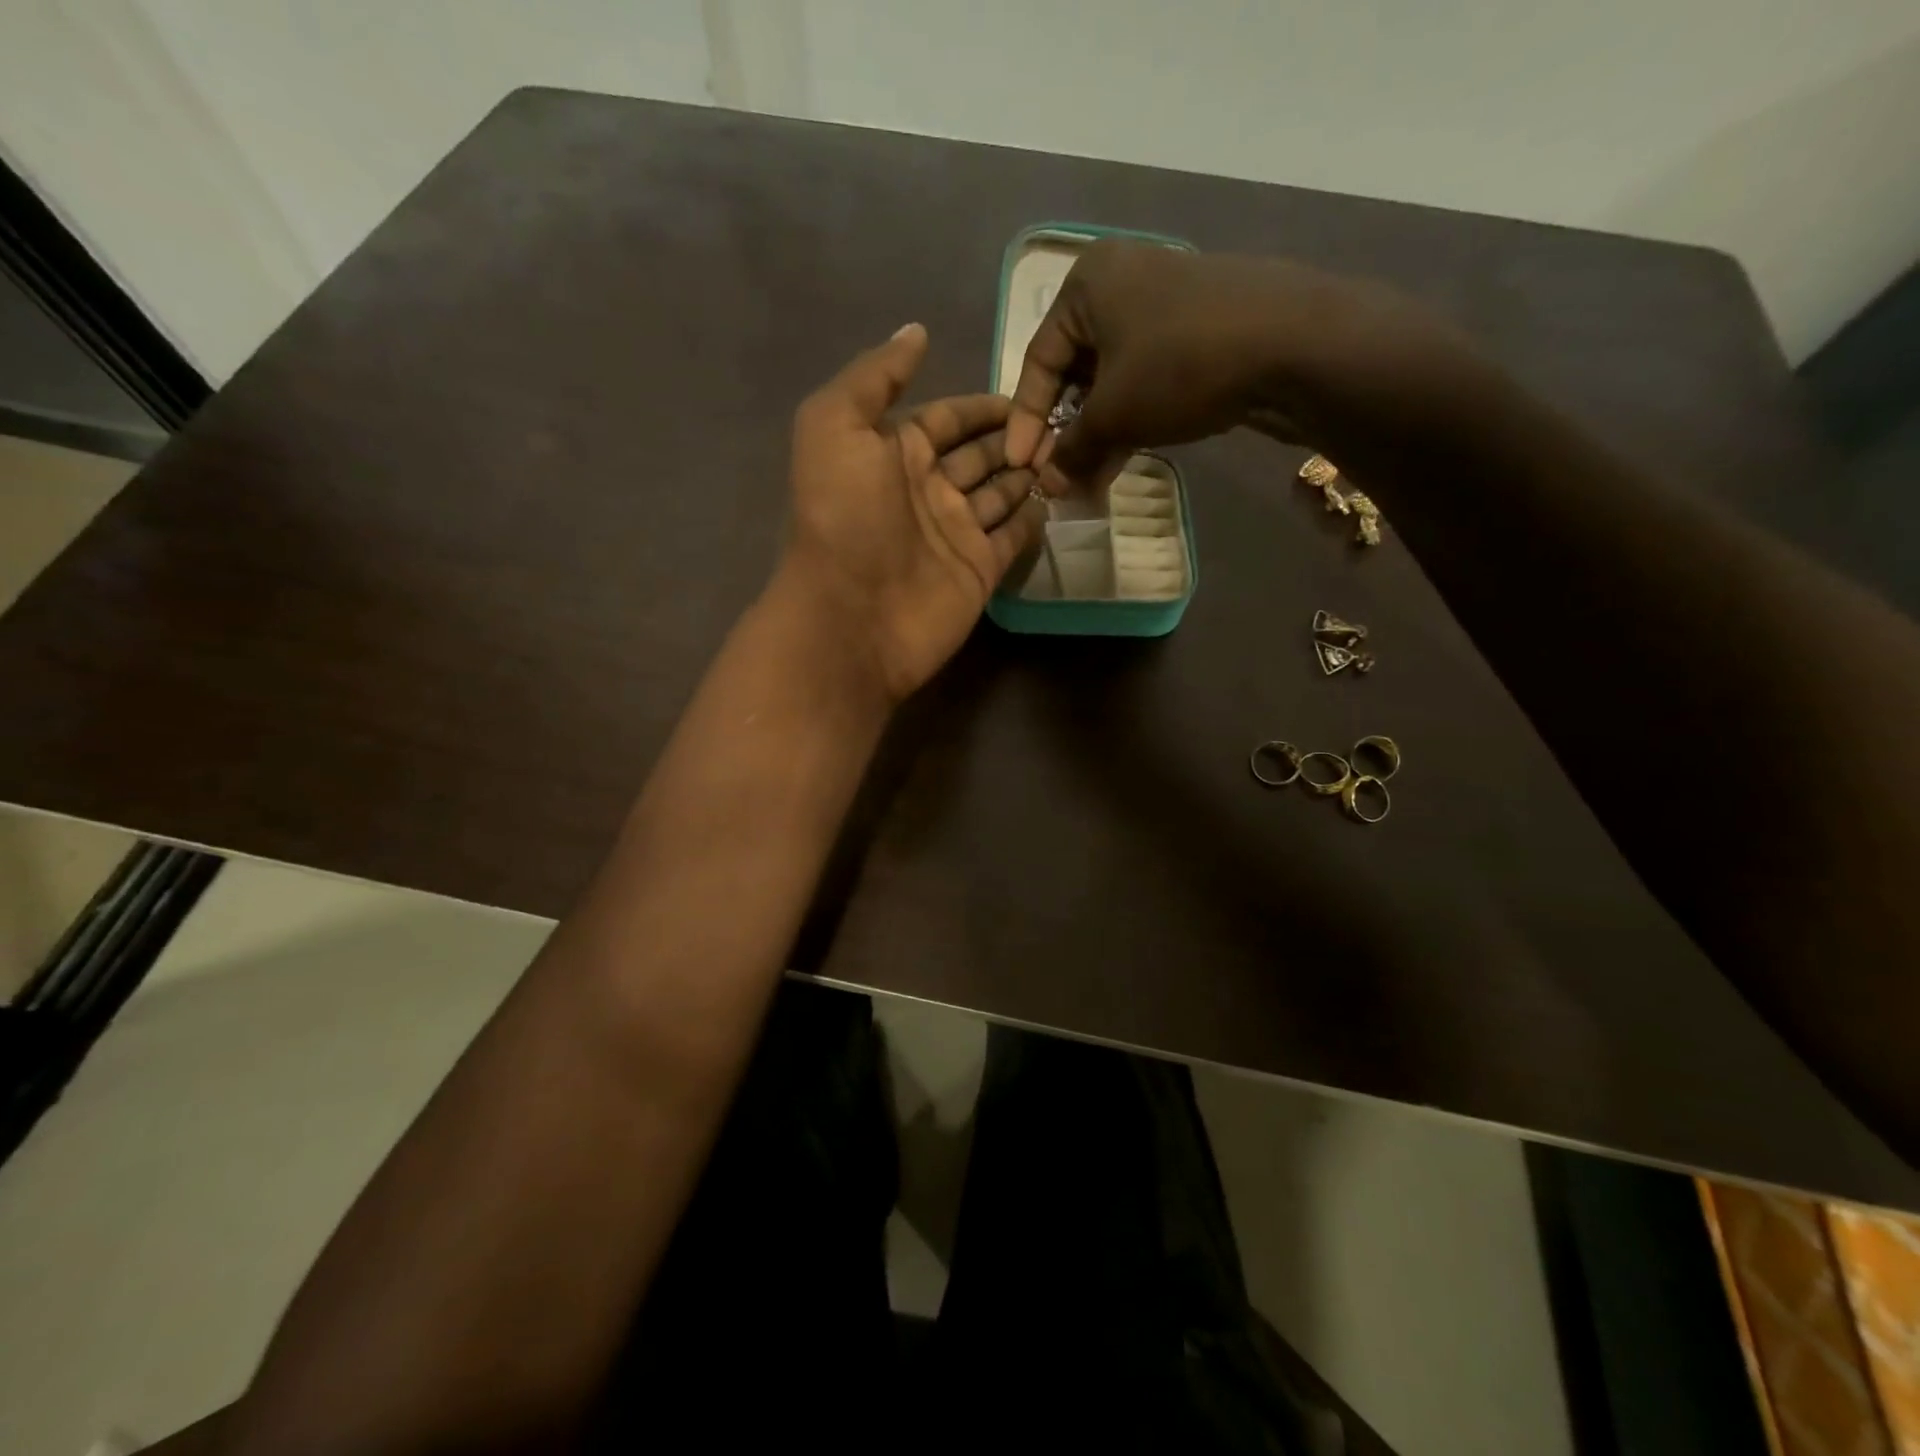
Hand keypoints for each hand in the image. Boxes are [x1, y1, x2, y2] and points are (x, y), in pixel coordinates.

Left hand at [780, 323, 1045, 702]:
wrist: (850, 618)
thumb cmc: (843, 518)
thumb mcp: (835, 427)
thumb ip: (875, 376)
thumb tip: (917, 332)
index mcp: (895, 452)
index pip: (949, 418)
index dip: (984, 405)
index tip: (1032, 389)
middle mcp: (928, 490)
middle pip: (981, 454)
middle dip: (1016, 437)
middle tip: (1063, 422)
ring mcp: (956, 533)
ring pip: (1002, 492)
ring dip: (1031, 472)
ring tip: (1071, 451)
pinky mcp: (980, 570)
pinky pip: (1013, 536)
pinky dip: (1034, 517)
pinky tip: (1059, 496)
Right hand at [1004, 242, 1474, 493]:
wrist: (1292, 345)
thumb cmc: (1180, 365)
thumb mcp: (1114, 413)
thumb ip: (1072, 449)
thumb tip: (1048, 485)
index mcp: (1087, 284)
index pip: (1037, 362)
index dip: (1026, 422)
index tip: (1021, 467)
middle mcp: (1121, 283)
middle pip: (1075, 372)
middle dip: (1064, 433)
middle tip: (1056, 479)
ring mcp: (1164, 306)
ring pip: (1112, 381)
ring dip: (1096, 435)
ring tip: (1087, 483)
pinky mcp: (1197, 331)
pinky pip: (1146, 381)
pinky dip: (1130, 421)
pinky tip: (1120, 462)